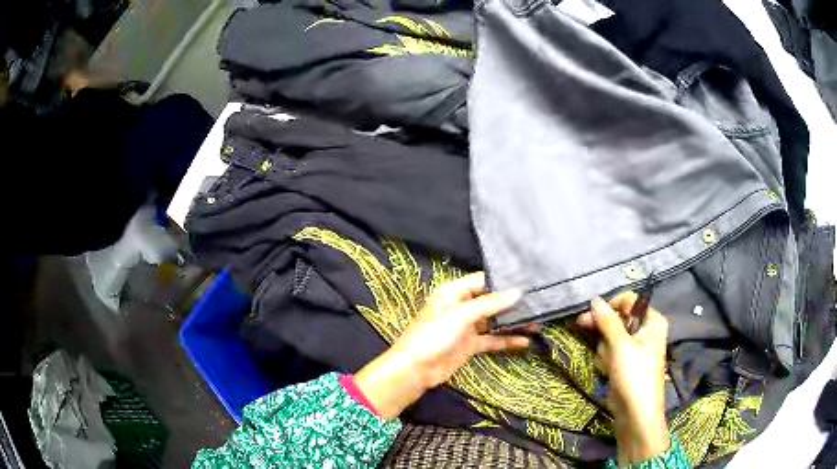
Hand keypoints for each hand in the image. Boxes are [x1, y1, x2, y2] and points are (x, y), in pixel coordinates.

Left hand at [355, 272, 530, 419]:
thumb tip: (517, 292)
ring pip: (494, 321)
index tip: (528, 281)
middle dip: (512, 302)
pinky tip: (525, 340)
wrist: (415, 369)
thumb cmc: (433, 335)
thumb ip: (490, 304)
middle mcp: (461, 306)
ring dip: (513, 322)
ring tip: (537, 321)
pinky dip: (506, 340)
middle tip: (538, 301)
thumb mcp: (461, 315)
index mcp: (454, 292)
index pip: (483, 280)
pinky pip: (492, 340)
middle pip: (491, 301)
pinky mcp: (470, 345)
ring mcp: (466, 327)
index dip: (503, 281)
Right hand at [577, 293, 669, 465]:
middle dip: (603, 326)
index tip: (592, 314)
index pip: (630, 301)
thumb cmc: (634, 375)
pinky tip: (606, 369)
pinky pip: (611, 351)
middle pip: (619, 318)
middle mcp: (646, 331)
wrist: (636, 413)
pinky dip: (606, 357)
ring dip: (604, 346)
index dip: (611, 305)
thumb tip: (594, 300)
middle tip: (581, 325)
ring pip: (612, 335)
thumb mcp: (620, 345)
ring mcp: (636, 348)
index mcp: (652, 321)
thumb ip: (607, 320)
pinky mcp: (626, 363)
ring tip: (607, 362)